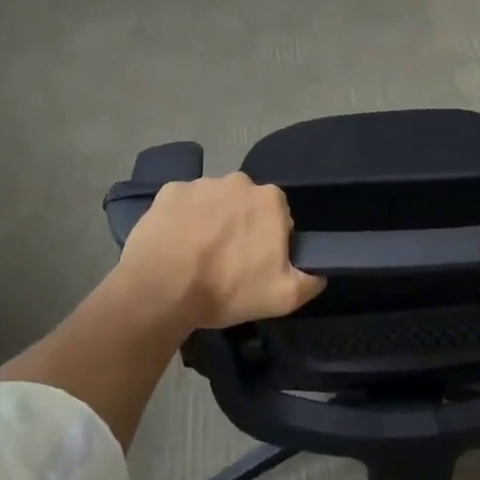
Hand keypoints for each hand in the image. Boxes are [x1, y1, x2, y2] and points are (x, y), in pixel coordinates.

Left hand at [114, 173, 324, 329]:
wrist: (160, 291)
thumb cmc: (226, 289)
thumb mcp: (283, 297)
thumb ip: (310, 280)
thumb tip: (319, 271)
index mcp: (270, 200)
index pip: (279, 216)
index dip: (270, 240)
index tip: (256, 263)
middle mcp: (239, 181)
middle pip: (246, 205)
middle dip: (241, 226)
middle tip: (227, 261)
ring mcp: (201, 184)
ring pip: (214, 202)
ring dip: (211, 221)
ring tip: (196, 256)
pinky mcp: (168, 192)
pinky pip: (183, 204)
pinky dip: (182, 220)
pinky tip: (174, 246)